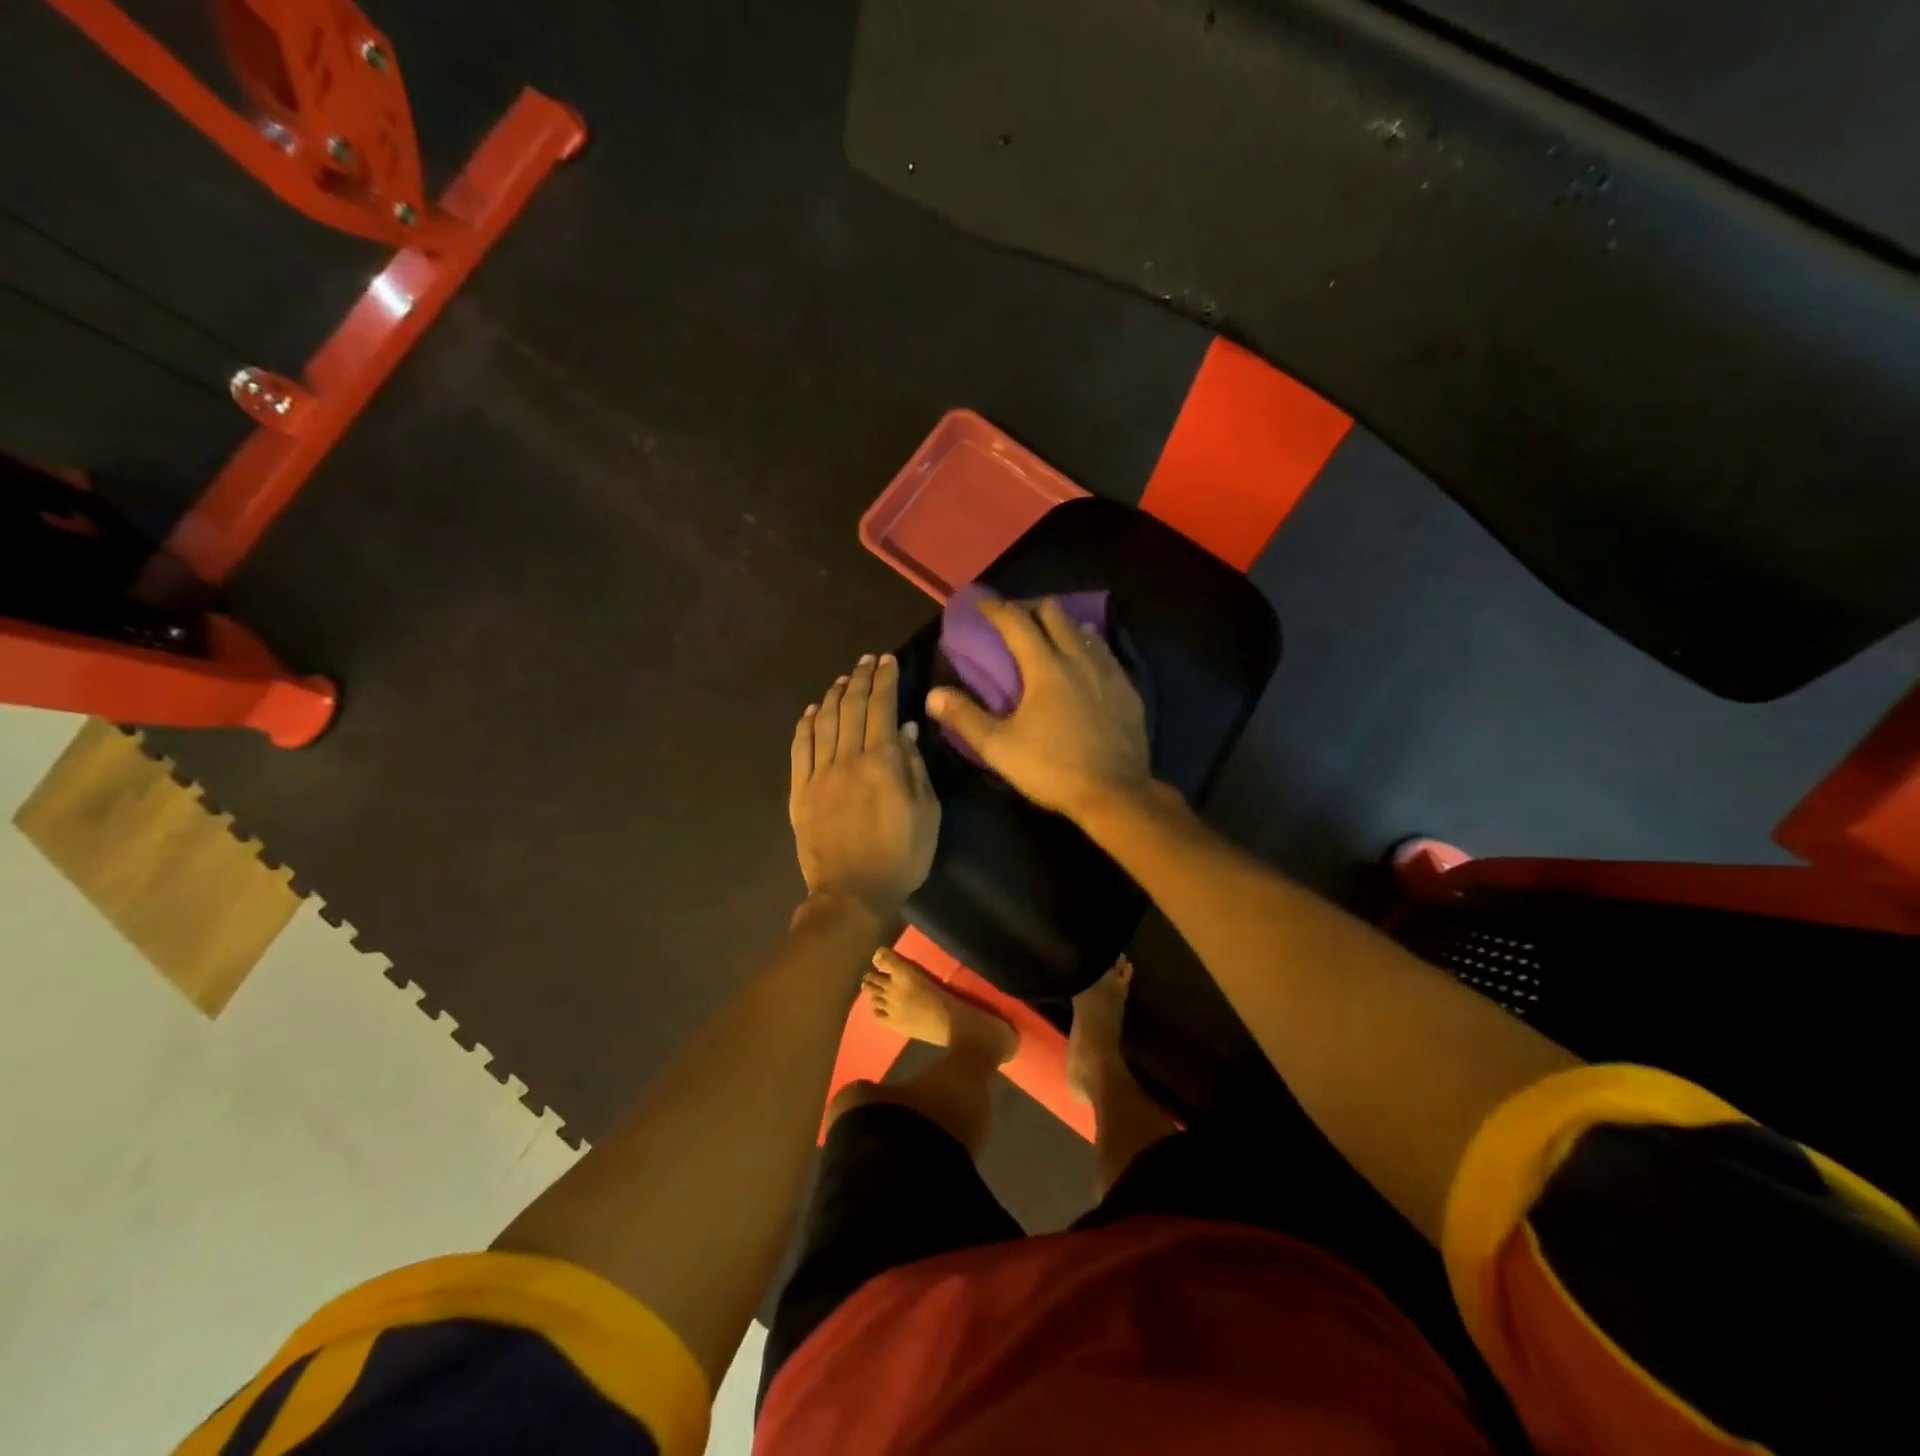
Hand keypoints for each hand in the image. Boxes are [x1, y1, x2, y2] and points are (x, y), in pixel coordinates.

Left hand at [789, 653, 939, 917]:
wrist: (852, 894)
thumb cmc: (901, 856)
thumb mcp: (926, 813)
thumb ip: (915, 768)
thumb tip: (906, 730)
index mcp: (881, 762)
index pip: (881, 707)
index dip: (885, 680)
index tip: (888, 661)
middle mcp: (847, 759)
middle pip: (850, 707)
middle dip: (860, 679)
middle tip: (867, 661)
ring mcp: (819, 774)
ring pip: (823, 722)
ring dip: (832, 696)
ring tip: (842, 679)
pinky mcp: (800, 792)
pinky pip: (800, 749)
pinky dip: (805, 725)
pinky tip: (811, 711)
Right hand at [926, 595, 1151, 820]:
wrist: (1115, 794)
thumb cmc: (1052, 769)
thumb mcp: (1000, 748)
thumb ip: (965, 718)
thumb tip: (933, 695)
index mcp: (1045, 668)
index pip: (1016, 622)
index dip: (995, 608)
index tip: (980, 603)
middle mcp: (1079, 659)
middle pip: (1055, 614)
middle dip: (1031, 609)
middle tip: (1015, 621)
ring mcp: (1109, 673)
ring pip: (1084, 630)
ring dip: (1063, 626)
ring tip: (1050, 637)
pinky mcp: (1128, 690)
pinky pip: (1106, 654)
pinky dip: (1089, 648)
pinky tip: (1085, 664)